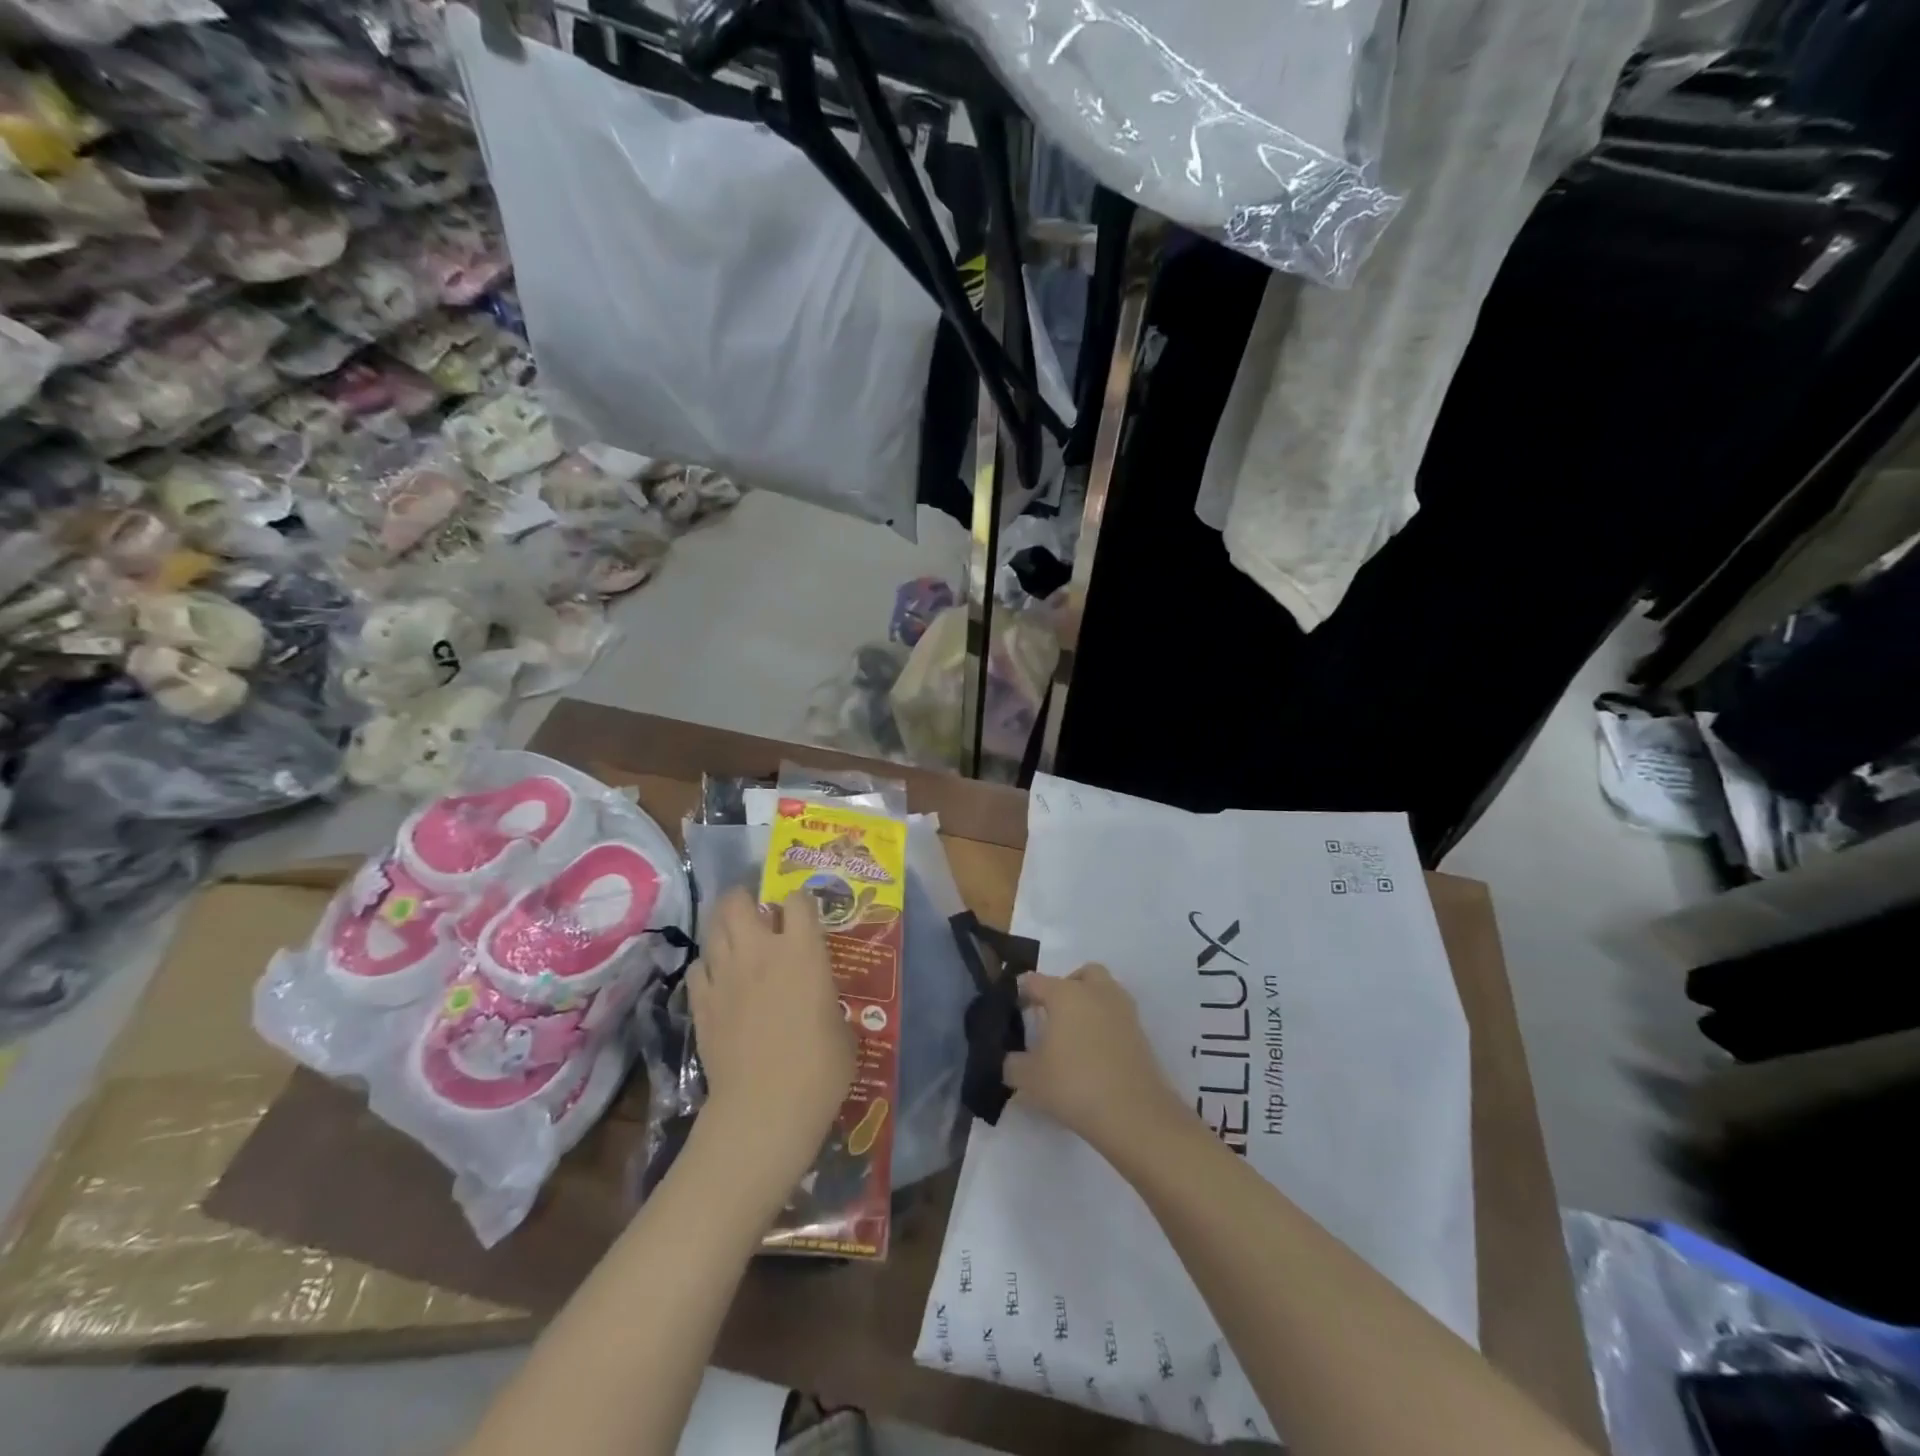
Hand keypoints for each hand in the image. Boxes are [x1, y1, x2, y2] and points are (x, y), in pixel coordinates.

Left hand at [687, 887, 853, 1206]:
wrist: (765, 1109)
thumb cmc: (819, 1068)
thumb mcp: (842, 1028)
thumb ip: (826, 1000)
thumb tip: (818, 1002)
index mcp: (802, 950)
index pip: (798, 899)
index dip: (801, 902)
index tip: (804, 915)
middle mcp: (760, 951)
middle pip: (738, 901)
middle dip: (745, 899)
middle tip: (756, 913)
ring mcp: (725, 975)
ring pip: (713, 928)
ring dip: (724, 927)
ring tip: (736, 939)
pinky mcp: (701, 1003)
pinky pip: (698, 968)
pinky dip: (708, 967)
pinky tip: (718, 980)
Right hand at [1005, 965, 1190, 1160]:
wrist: (1134, 1113)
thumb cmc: (1074, 1084)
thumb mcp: (1029, 1079)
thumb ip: (1012, 1064)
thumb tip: (1011, 1060)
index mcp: (1065, 994)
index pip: (1035, 981)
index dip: (1021, 993)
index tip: (1014, 1011)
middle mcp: (1096, 992)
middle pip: (1081, 975)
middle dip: (1066, 987)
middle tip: (1053, 1014)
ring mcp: (1123, 1011)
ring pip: (1105, 992)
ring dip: (1090, 1004)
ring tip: (1075, 1035)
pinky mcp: (1141, 1033)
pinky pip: (1118, 1018)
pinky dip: (1106, 1027)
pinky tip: (1095, 1054)